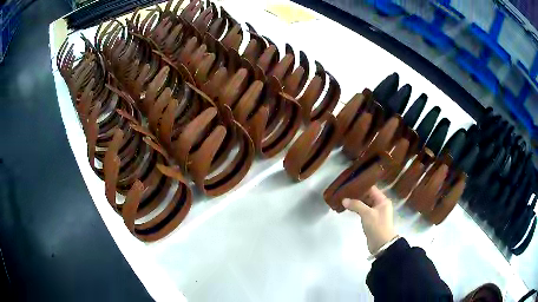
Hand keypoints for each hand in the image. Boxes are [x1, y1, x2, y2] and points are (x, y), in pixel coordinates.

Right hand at [342, 186, 396, 253]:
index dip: (361, 186)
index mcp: (382, 200)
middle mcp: (380, 204)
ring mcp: (376, 212)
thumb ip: (356, 205)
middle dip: (356, 194)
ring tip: (343, 199)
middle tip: (344, 192)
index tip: (349, 185)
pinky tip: (348, 208)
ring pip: (364, 203)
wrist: (381, 244)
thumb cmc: (377, 226)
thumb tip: (343, 199)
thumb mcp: (367, 214)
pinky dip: (356, 209)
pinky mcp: (371, 219)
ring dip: (356, 202)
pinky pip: (363, 211)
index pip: (371, 189)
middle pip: (367, 195)